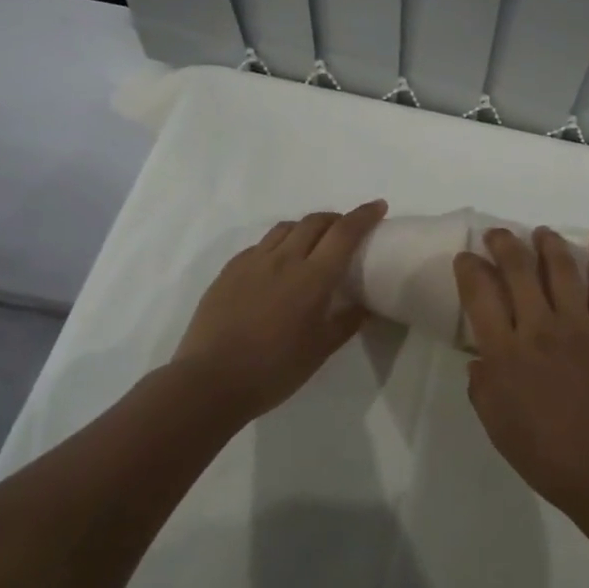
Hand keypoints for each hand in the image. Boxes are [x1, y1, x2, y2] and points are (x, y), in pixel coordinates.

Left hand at [173, 200, 385, 421]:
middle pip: (314, 222)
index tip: (378, 206)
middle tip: (345, 231)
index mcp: (312, 277)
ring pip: (285, 228)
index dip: (364, 215)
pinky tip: (276, 264)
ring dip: (306, 227)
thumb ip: (346, 322)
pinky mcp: (229, 271)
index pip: (344, 232)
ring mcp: (252, 262)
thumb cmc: (274, 369)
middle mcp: (284, 259)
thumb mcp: (320, 350)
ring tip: (311, 244)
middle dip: (335, 219)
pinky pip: (260, 245)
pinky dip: (278, 244)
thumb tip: (364, 307)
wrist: (210, 381)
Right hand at [453, 227, 588, 510]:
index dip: (469, 268)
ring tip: (539, 232)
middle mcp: (539, 329)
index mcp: (505, 353)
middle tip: (497, 235)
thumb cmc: (544, 453)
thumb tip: (481, 358)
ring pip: (561, 269)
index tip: (466, 258)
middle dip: (504, 244)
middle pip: (519, 270)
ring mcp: (580, 326)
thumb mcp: (495, 424)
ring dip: (548, 244)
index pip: (480, 294)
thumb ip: (482, 385)